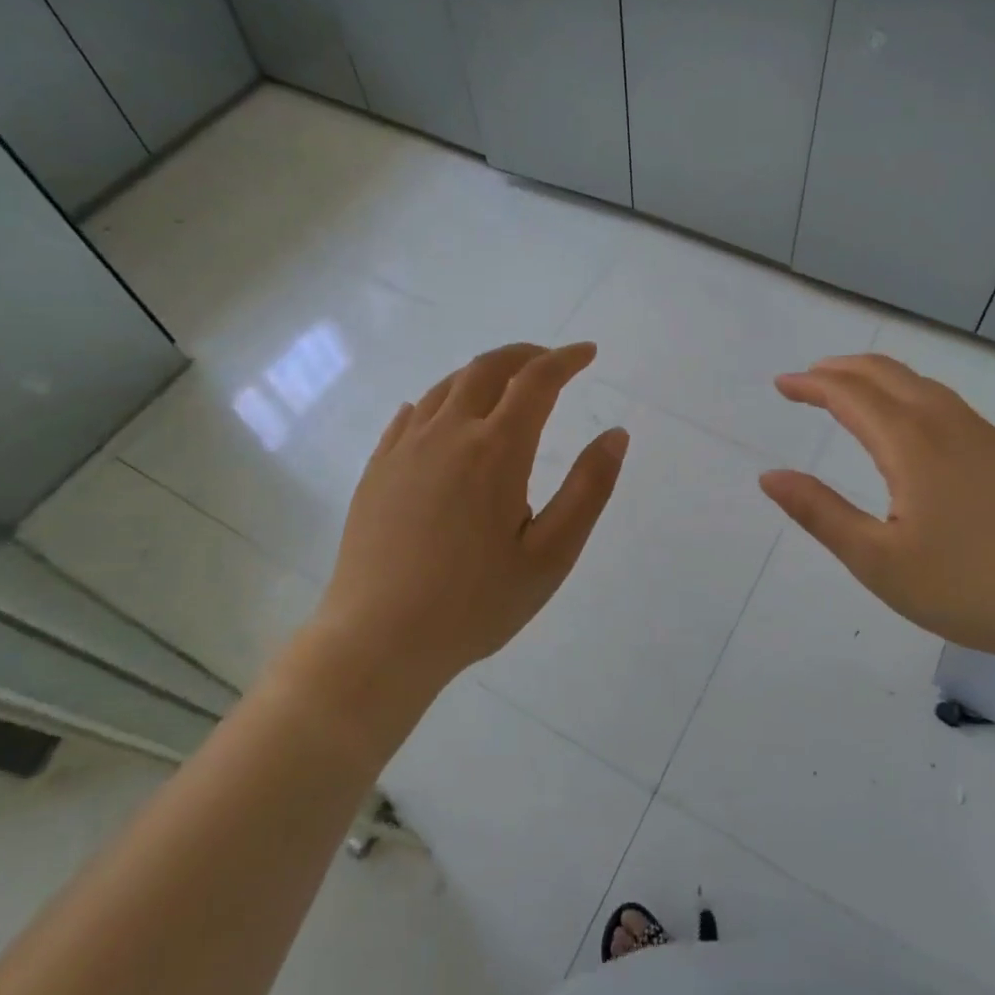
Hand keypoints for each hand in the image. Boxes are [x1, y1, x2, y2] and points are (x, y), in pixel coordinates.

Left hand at [315, 342, 627, 694]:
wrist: (377, 641)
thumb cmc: (475, 603)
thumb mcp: (551, 555)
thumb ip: (589, 488)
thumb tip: (617, 434)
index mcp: (496, 449)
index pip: (537, 380)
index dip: (566, 360)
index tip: (588, 353)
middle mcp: (447, 433)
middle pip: (487, 369)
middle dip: (524, 355)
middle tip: (550, 362)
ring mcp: (405, 448)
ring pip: (446, 387)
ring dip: (482, 373)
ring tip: (505, 385)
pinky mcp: (377, 470)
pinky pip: (411, 415)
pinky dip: (440, 401)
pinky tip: (442, 416)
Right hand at [758, 354, 994, 673]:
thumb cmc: (971, 586)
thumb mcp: (878, 561)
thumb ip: (820, 513)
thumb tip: (769, 477)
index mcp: (910, 441)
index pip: (848, 393)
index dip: (810, 384)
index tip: (781, 385)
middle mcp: (945, 422)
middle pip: (885, 373)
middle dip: (840, 369)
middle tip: (808, 379)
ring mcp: (982, 434)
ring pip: (919, 383)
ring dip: (876, 376)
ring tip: (850, 390)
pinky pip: (944, 400)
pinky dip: (908, 391)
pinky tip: (910, 420)